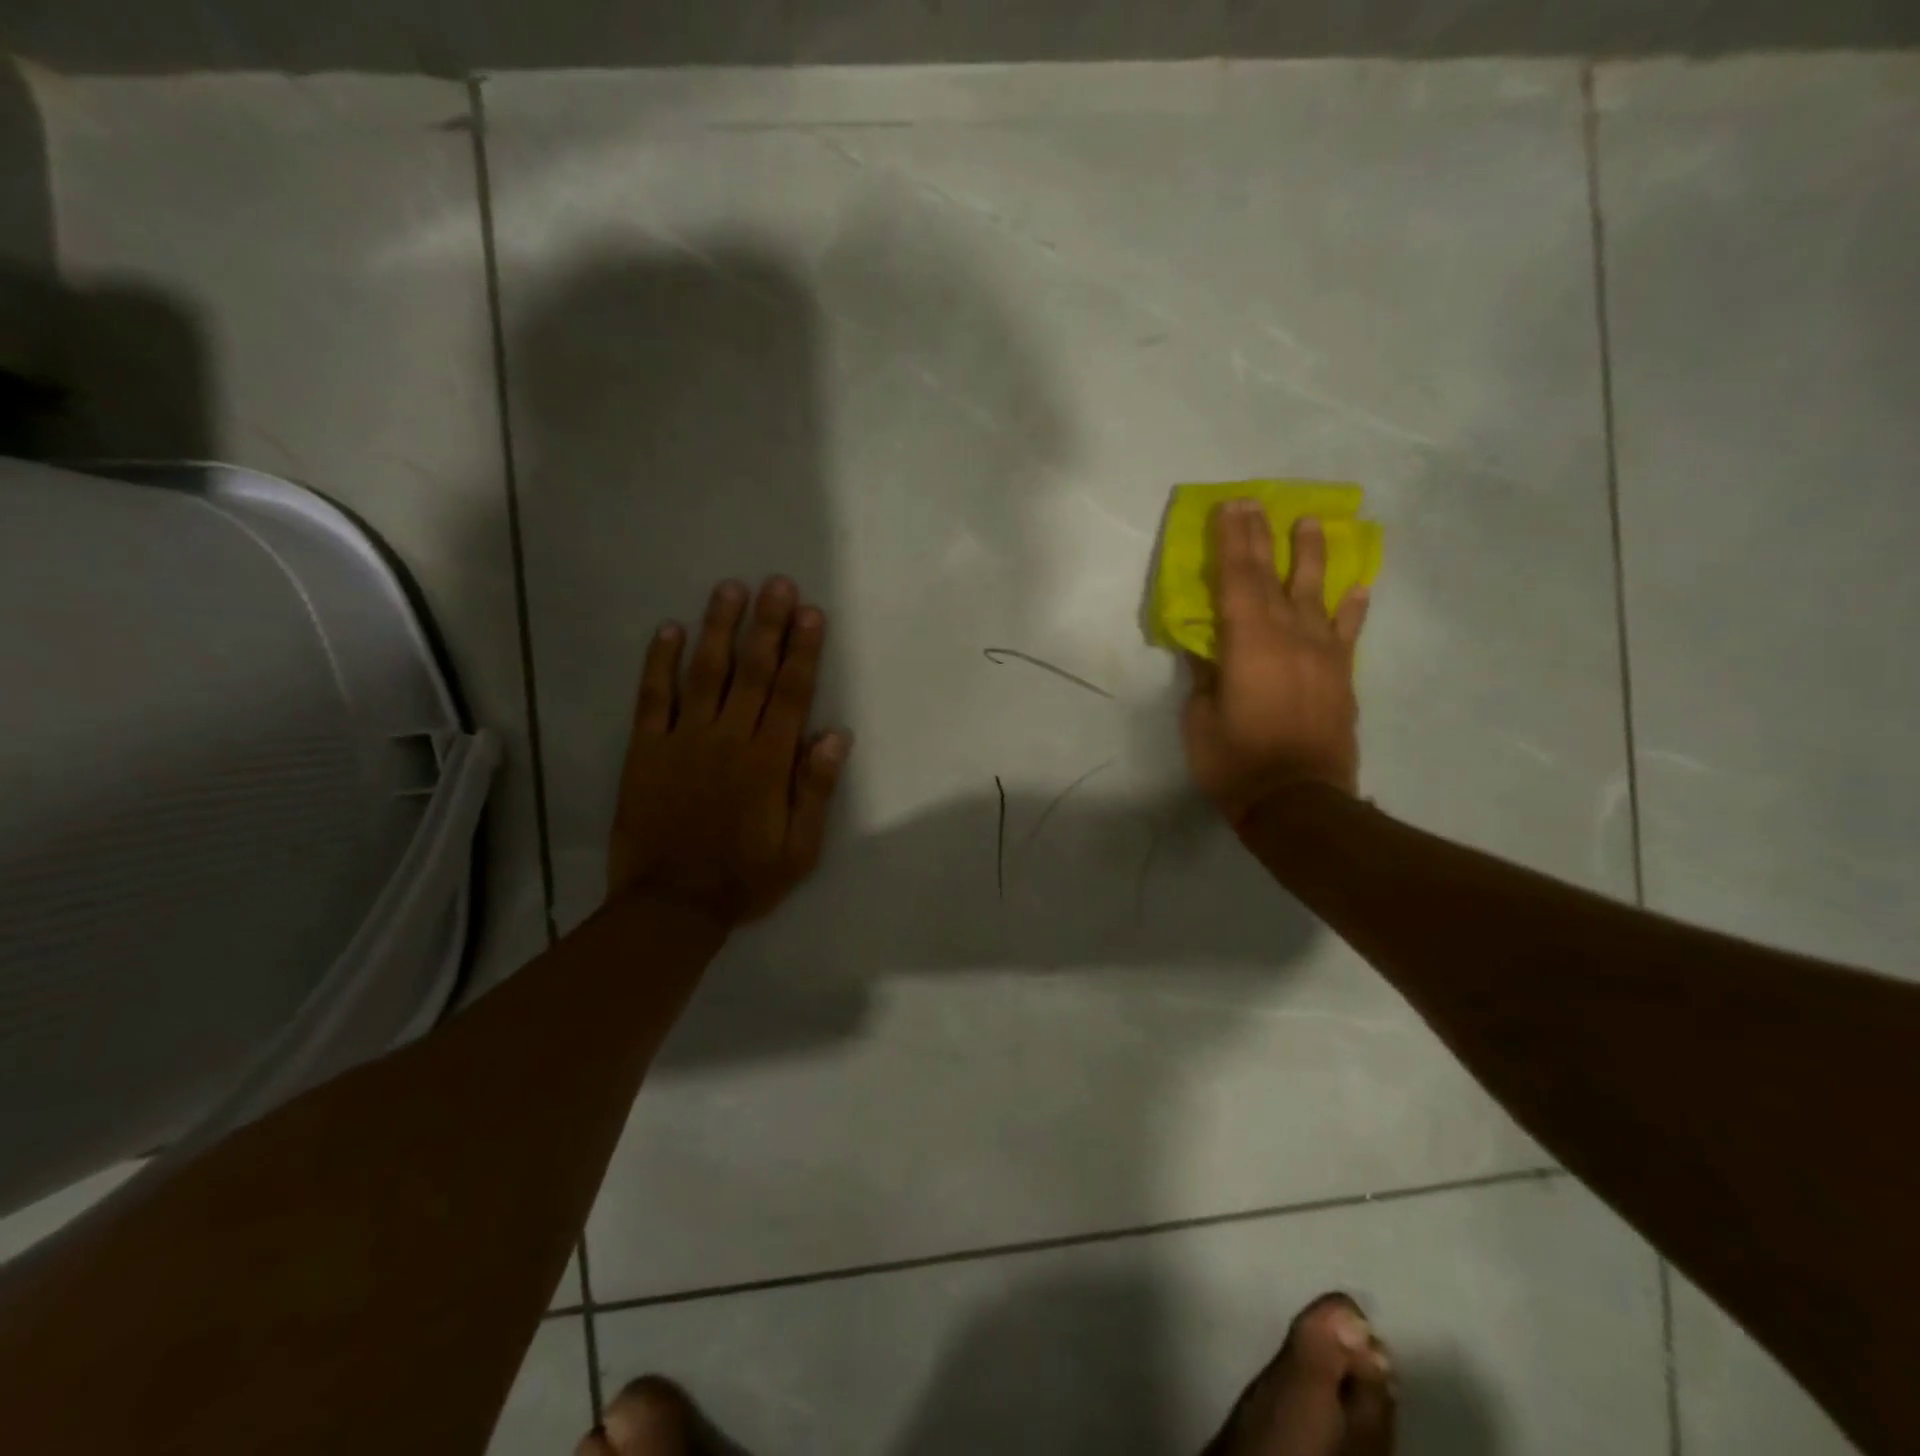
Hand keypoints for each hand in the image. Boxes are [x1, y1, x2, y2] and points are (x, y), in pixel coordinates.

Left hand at [608, 577, 850, 927]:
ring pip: (704, 673)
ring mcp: (683, 741)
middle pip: (752, 672)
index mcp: (767, 761)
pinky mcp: (646, 750)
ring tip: (730, 589)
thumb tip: (835, 735)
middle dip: (768, 625)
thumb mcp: (799, 848)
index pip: (791, 694)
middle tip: (778, 583)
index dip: (803, 651)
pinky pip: (652, 698)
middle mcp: (728, 739)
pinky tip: (668, 630)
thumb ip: (815, 790)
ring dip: (719, 628)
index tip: (811, 613)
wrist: (670, 906)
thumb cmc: (744, 878)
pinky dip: (659, 663)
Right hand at [1182, 500, 1369, 821]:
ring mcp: (1322, 655)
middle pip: (1273, 577)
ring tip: (1314, 522)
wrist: (1299, 802)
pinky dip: (1353, 608)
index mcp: (1248, 644)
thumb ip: (1205, 678)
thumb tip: (1208, 651)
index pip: (1236, 580)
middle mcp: (1289, 637)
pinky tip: (1358, 586)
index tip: (1229, 507)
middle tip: (1256, 503)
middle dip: (1262, 538)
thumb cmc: (1236, 763)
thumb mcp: (1201, 720)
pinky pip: (1348, 633)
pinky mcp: (1341, 677)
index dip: (1231, 542)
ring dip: (1313, 556)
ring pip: (1317, 594)